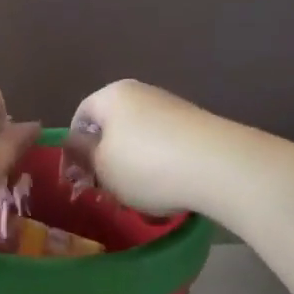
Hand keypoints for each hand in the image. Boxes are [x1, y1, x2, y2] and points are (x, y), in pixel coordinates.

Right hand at [63, 81, 227, 216]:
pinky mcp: (198, 128)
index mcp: (112, 95)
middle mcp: (142, 94)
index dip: (74, 148)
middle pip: (113, 129)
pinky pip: (167, 149)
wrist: (219, 166)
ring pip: (140, 142)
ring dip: (134, 171)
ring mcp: (173, 109)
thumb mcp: (101, 166)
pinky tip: (167, 194)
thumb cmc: (145, 164)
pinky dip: (161, 170)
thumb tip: (76, 144)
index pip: (81, 116)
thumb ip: (82, 154)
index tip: (78, 178)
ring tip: (139, 200)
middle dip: (107, 162)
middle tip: (107, 193)